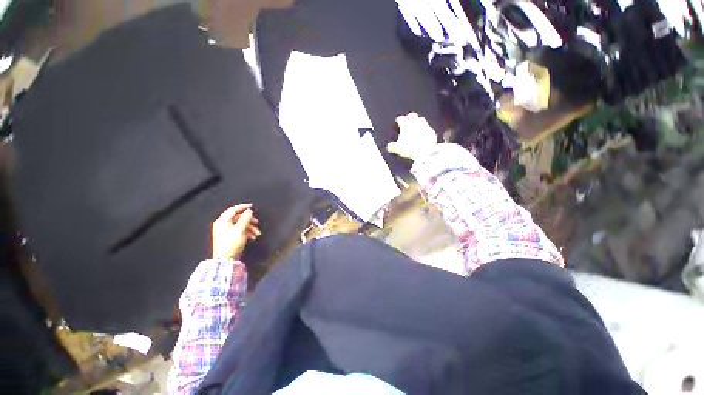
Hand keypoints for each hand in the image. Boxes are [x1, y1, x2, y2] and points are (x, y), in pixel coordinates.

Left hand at [212, 204, 260, 260]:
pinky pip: (240, 231)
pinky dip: (247, 232)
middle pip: (238, 217)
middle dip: (249, 220)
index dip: (243, 207)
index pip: (233, 210)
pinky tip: (253, 237)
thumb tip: (249, 211)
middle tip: (257, 222)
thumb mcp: (240, 229)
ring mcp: (226, 231)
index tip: (252, 206)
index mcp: (223, 221)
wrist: (226, 259)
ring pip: (241, 225)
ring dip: (250, 228)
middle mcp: (223, 225)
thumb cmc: (231, 243)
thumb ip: (245, 218)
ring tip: (257, 233)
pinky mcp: (230, 237)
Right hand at [387, 113, 437, 161]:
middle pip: (412, 115)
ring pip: (421, 119)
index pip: (401, 119)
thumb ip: (392, 146)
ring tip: (416, 125)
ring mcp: (424, 127)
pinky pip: (428, 128)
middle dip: (409, 117)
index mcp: (406, 126)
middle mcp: (415, 124)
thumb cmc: (410, 149)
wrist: (425, 152)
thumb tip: (389, 147)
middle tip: (407, 120)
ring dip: (418, 121)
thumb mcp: (398, 149)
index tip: (398, 121)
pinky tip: (423, 133)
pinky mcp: (431, 132)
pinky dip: (425, 129)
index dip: (399, 119)